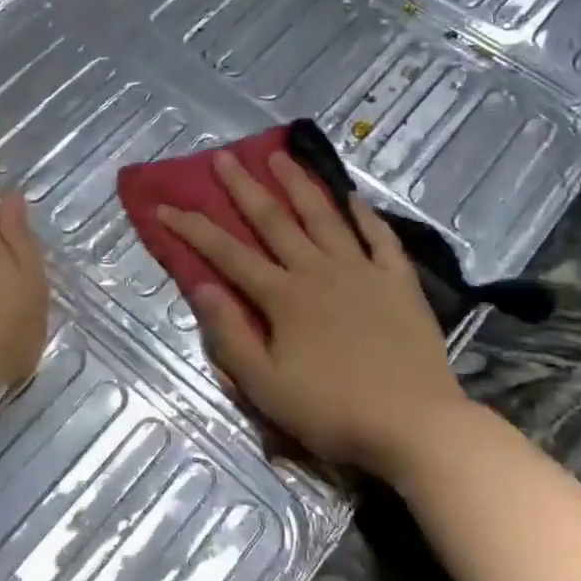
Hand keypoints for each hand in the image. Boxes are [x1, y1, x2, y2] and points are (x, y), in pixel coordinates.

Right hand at [157, 150, 468, 481]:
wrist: (415, 425)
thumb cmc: (332, 411)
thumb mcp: (265, 386)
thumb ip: (230, 334)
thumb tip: (201, 286)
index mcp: (283, 297)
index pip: (227, 254)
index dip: (193, 228)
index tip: (165, 206)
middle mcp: (318, 271)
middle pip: (274, 220)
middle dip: (244, 187)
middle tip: (224, 156)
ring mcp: (362, 271)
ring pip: (324, 216)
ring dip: (299, 183)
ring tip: (280, 156)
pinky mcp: (398, 281)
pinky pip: (379, 237)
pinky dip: (364, 214)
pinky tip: (352, 197)